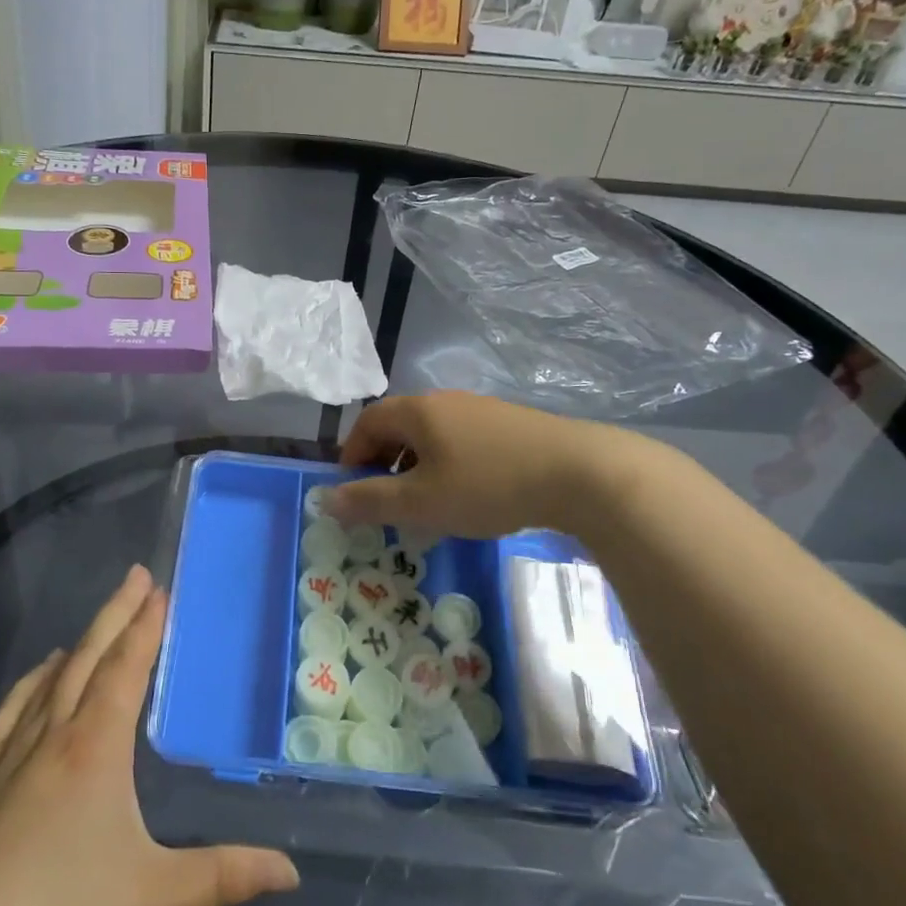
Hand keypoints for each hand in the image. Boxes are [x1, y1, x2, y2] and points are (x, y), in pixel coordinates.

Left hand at [0, 566, 299, 905]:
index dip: (145, 627)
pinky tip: (31, 686)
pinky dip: (27, 687)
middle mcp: (51, 737)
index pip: (126, 670)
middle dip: (115, 615)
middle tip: (134, 577)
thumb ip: (223, 878)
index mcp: (95, 749)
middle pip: (88, 660)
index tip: (157, 589)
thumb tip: (291, 872)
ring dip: (76, 648)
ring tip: (91, 630)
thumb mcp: (153, 897)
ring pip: (46, 683)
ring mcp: (5, 757)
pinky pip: (7, 715)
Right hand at [328, 390, 630, 537]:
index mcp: (418, 411)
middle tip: (386, 501)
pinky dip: (447, 465)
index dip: (352, 454)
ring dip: (416, 466)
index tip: (353, 490)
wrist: (580, 473)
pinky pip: (461, 441)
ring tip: (425, 503)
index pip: (367, 421)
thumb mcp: (420, 502)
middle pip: (399, 425)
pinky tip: (467, 496)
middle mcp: (446, 401)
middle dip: (383, 462)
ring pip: (432, 435)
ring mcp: (482, 410)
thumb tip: (325, 499)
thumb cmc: (488, 485)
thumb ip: (370, 501)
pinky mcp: (511, 425)